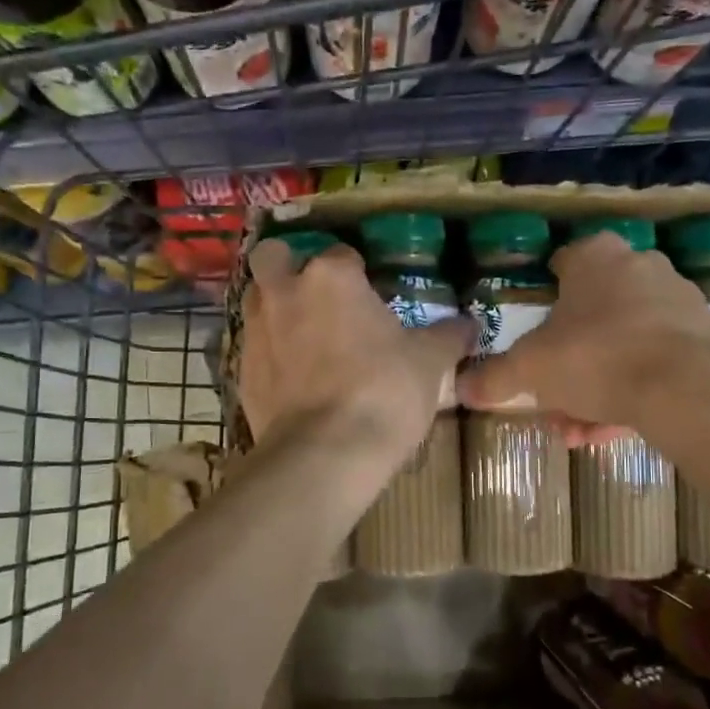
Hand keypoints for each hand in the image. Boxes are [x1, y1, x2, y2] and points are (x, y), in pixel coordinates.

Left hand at [238, 238, 474, 458]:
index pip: (343, 255)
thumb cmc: (384, 393)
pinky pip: (254, 347)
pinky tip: (294, 378)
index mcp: (332, 277)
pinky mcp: (241, 371)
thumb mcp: (429, 363)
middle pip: (274, 257)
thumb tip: (468, 325)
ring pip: (257, 300)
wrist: (325, 453)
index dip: (358, 272)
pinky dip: (270, 353)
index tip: (372, 296)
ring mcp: (256, 330)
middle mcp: (285, 292)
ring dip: (276, 308)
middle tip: (316, 294)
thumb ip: (447, 337)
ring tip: (304, 336)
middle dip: (289, 266)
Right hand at [456, 230, 709, 436]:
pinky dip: (634, 390)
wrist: (686, 390)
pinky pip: (657, 362)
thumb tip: (462, 387)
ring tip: (581, 430)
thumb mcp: (530, 370)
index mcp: (596, 258)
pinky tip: (615, 428)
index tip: (536, 330)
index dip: (545, 296)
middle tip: (553, 399)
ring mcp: (679, 301)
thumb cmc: (595, 358)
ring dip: (598, 385)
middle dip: (569, 361)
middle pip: (593, 313)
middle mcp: (641, 267)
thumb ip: (495, 377)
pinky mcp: (707, 337)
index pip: (563, 264)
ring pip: (624, 344)